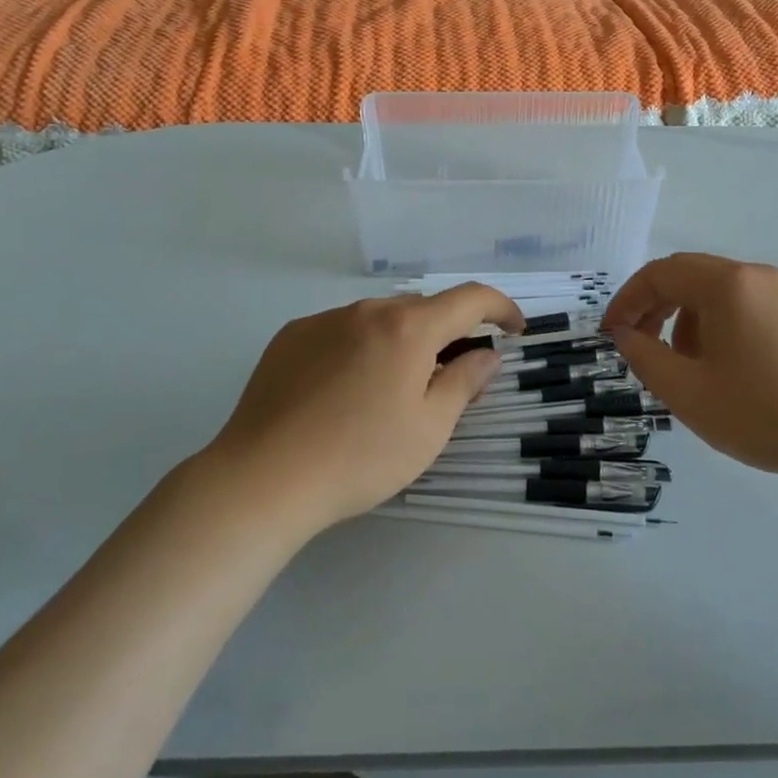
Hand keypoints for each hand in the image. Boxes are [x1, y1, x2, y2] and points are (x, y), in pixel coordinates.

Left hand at [203, 286, 523, 535]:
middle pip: (423, 309)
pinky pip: (342, 330)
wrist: (262, 479)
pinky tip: (345, 390)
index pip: (470, 298)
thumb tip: (486, 355)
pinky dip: (360, 347)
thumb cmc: (359, 458)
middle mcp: (367, 310)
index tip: (515, 329)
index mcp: (408, 328)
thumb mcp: (428, 429)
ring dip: (402, 340)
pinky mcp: (291, 337)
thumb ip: (464, 383)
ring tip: (392, 388)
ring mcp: (324, 320)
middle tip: (451, 375)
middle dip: (447, 333)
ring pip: (380, 318)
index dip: (501, 308)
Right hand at [605, 253, 777, 482]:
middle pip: (689, 275)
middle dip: (655, 306)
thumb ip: (645, 358)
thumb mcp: (689, 393)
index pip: (660, 274)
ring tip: (687, 366)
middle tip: (639, 344)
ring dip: (687, 318)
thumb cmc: (765, 413)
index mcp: (726, 284)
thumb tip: (625, 334)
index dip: (627, 300)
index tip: (611, 334)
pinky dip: (720, 324)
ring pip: (718, 291)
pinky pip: (746, 304)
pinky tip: (727, 367)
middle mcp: (755, 275)